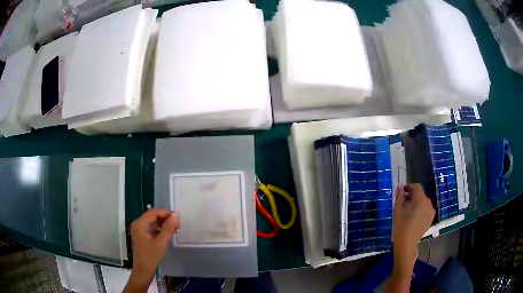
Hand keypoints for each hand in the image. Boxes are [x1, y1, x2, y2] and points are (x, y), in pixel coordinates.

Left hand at [125, 209, 178, 291]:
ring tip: (175, 228)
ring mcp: (139, 230)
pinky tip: (168, 233)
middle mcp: (138, 224)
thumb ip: (167, 228)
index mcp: (140, 224)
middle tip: (178, 224)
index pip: (153, 212)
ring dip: (163, 224)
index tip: (177, 218)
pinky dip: (160, 229)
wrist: (143, 270)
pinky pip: (151, 228)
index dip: (165, 213)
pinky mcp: (142, 236)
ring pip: (153, 222)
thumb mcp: (161, 242)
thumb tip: (174, 216)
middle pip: (152, 216)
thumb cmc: (151, 256)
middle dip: (165, 218)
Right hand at [389, 184, 434, 291]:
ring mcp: (431, 211)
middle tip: (403, 202)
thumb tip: (400, 187)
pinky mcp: (431, 218)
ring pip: (424, 201)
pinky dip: (421, 208)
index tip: (402, 192)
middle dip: (412, 195)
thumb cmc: (400, 227)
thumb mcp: (397, 211)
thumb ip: (400, 197)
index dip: (409, 187)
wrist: (407, 245)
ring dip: (417, 202)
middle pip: (420, 194)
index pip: (416, 187)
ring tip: (409, 210)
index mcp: (420, 200)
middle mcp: (428, 203)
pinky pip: (427, 208)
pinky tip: (415, 216)